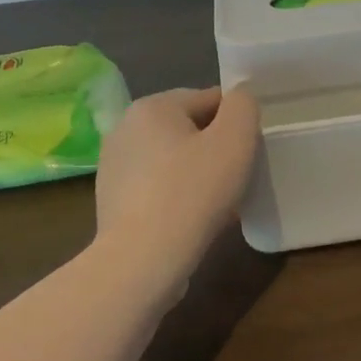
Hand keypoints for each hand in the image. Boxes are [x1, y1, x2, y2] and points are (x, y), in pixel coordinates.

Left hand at [94, 86, 260, 276]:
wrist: (141, 261)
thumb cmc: (192, 193)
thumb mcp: (234, 140)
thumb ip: (243, 106)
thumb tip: (239, 98)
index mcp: (152, 106)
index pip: (208, 99)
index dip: (235, 122)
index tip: (250, 150)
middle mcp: (125, 128)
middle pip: (188, 129)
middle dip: (215, 149)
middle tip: (238, 178)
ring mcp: (113, 167)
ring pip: (172, 160)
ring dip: (198, 174)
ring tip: (220, 204)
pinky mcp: (111, 201)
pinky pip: (157, 188)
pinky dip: (177, 196)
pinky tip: (194, 221)